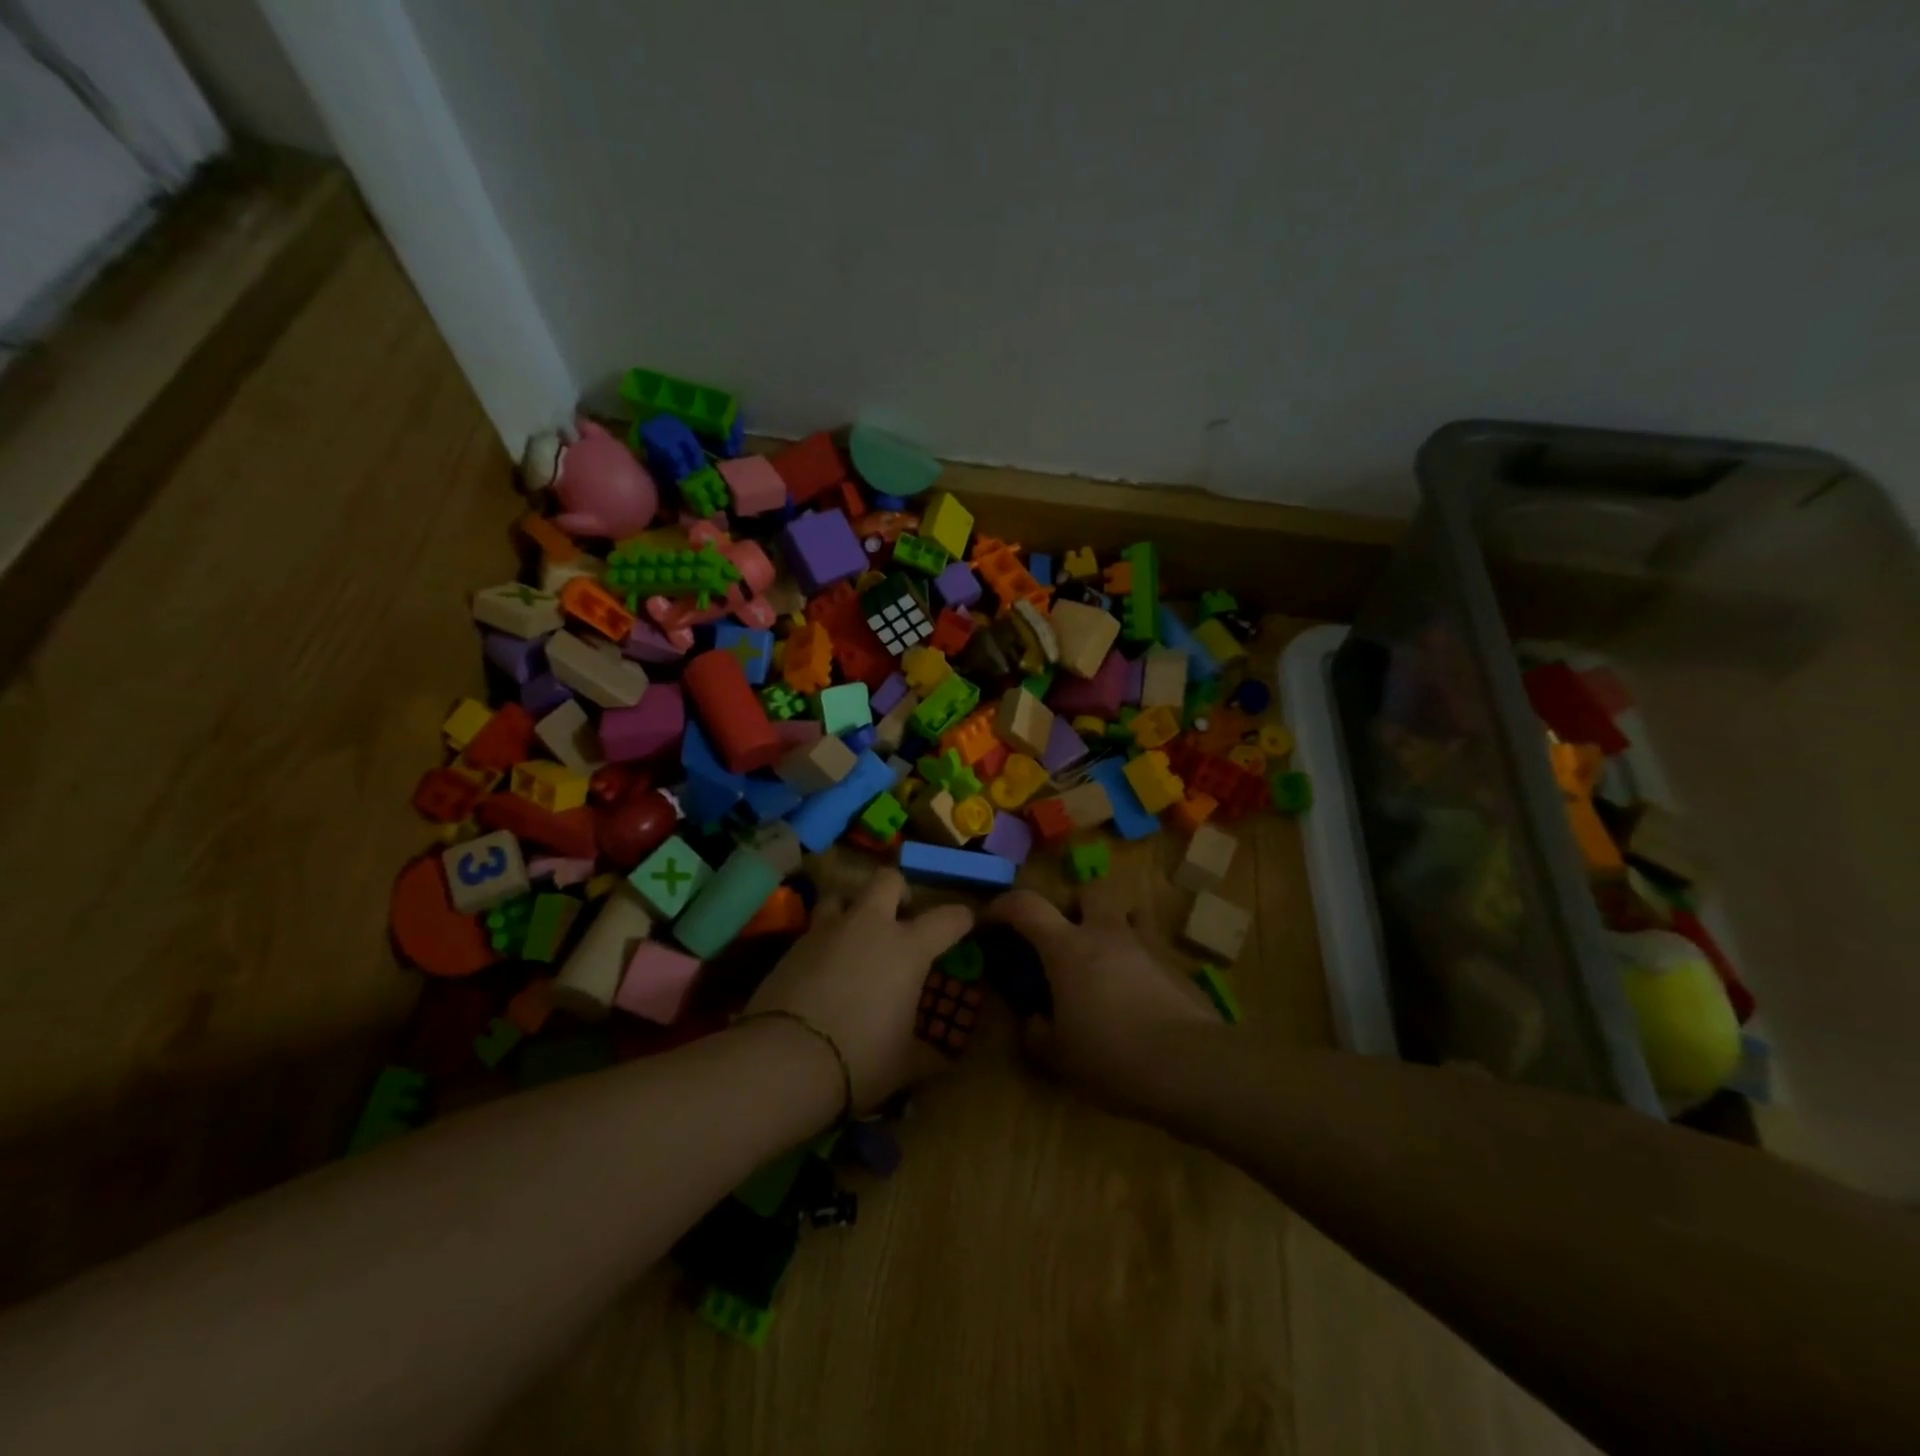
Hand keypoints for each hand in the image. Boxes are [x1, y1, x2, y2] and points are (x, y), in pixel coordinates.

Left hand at [746, 870, 972, 1112]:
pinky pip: (815, 928)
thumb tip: (946, 1057)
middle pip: (888, 880)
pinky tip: (824, 968)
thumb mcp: (906, 1063)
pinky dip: (825, 940)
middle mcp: (870, 926)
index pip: (947, 918)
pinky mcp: (793, 945)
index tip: (965, 923)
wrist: (784, 1061)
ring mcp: (827, 931)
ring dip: (853, 908)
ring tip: (855, 938)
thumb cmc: (860, 1059)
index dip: (961, 918)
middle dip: (899, 892)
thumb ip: (930, 1053)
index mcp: (908, 948)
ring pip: (843, 895)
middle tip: (901, 920)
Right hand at [982, 880, 1221, 1115]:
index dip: (1003, 906)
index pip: (1026, 906)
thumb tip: (1033, 1022)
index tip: (991, 920)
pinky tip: (1139, 996)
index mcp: (1068, 948)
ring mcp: (1147, 945)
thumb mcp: (1059, 1057)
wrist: (1191, 1067)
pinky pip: (1153, 948)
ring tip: (1107, 961)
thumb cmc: (1112, 1057)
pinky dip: (1140, 961)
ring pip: (1129, 913)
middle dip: (1074, 906)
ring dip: (1114, 926)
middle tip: (1067, 938)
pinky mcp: (1177, 966)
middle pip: (1089, 891)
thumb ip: (1037, 1034)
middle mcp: (1107, 933)